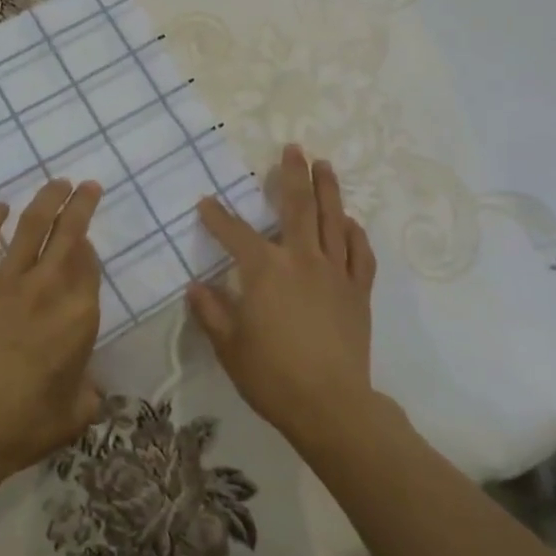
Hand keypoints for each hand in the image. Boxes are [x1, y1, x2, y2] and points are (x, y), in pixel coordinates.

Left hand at [0, 179, 104, 488]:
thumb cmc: (23, 426)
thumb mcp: (75, 414)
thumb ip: (88, 390)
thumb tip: (88, 383)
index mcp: (79, 316)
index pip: (90, 266)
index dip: (89, 248)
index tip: (87, 240)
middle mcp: (48, 288)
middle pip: (70, 234)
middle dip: (82, 204)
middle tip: (89, 186)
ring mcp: (7, 280)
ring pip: (32, 226)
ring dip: (47, 200)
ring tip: (58, 183)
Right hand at [188, 144, 377, 445]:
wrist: (331, 406)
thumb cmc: (272, 376)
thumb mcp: (229, 346)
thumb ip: (211, 312)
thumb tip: (196, 287)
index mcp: (265, 270)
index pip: (235, 233)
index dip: (217, 216)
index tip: (205, 202)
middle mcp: (301, 260)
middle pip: (297, 207)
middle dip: (292, 175)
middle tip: (292, 148)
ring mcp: (334, 273)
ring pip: (333, 220)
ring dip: (328, 189)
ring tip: (324, 165)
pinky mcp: (357, 291)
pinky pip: (359, 253)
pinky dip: (355, 233)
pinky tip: (350, 221)